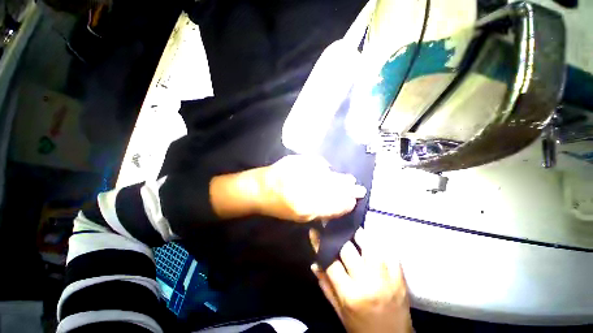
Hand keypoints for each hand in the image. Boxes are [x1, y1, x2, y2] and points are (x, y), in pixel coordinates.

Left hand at [257, 155, 365, 221]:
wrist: (260, 188)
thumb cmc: (278, 206)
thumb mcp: (299, 217)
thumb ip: (321, 211)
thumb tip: (339, 205)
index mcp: (306, 207)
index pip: (334, 205)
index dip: (346, 203)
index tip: (354, 201)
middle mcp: (306, 188)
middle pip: (334, 188)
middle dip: (348, 189)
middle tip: (359, 189)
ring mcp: (302, 171)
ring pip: (329, 175)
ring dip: (340, 178)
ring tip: (350, 180)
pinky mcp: (298, 160)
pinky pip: (318, 164)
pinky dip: (326, 168)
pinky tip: (329, 171)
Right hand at [309, 228, 411, 332]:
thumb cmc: (361, 327)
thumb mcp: (340, 311)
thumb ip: (326, 286)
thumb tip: (314, 263)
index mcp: (350, 295)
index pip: (331, 262)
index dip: (321, 244)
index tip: (316, 230)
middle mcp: (367, 283)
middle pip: (349, 249)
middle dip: (339, 236)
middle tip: (335, 227)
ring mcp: (386, 278)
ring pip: (369, 244)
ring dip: (359, 234)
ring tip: (352, 227)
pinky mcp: (400, 276)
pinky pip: (388, 251)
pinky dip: (378, 241)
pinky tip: (371, 236)